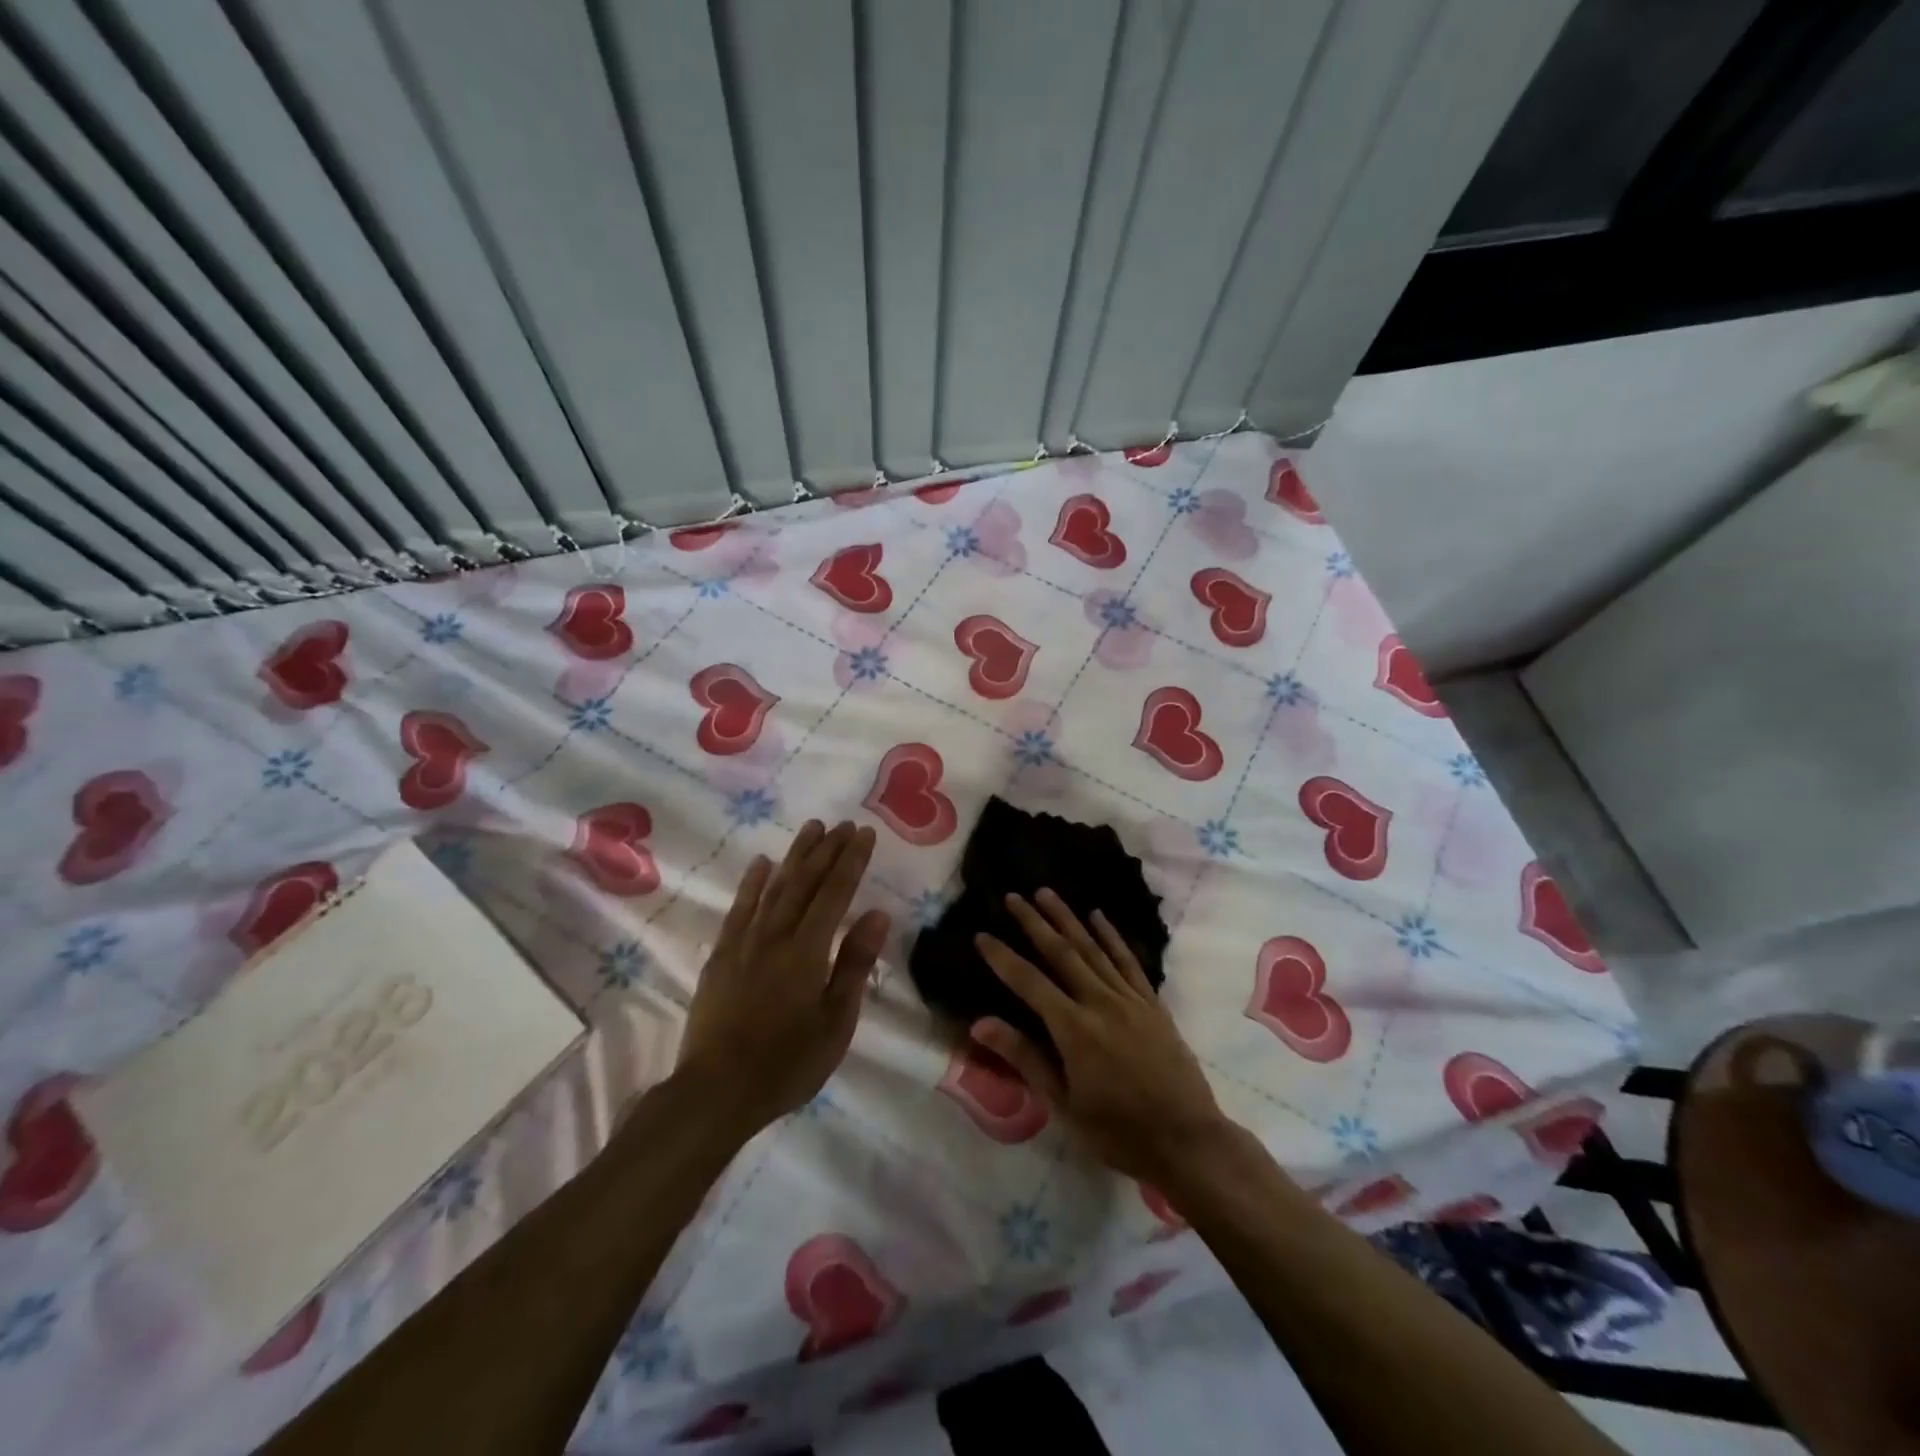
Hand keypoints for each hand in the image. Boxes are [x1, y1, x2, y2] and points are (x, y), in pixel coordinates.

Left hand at [675, 821, 889, 1135]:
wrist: (716, 1091)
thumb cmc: (787, 1062)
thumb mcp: (836, 1021)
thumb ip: (854, 964)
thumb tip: (878, 914)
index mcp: (808, 950)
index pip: (835, 893)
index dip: (852, 860)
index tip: (865, 833)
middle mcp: (775, 935)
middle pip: (805, 882)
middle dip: (827, 849)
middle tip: (844, 823)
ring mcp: (744, 943)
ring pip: (774, 887)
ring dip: (795, 855)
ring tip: (811, 828)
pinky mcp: (721, 956)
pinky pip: (739, 909)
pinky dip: (752, 883)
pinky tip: (762, 864)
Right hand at [972, 890, 1227, 1183]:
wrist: (1188, 1141)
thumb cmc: (1118, 1132)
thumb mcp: (1063, 1104)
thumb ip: (1024, 1057)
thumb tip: (980, 1023)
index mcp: (1073, 1029)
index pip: (1029, 982)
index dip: (1003, 958)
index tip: (981, 935)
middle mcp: (1100, 1002)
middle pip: (1061, 953)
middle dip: (1034, 922)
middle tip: (1013, 896)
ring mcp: (1129, 999)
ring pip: (1093, 948)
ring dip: (1067, 918)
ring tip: (1047, 893)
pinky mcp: (1152, 1003)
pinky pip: (1128, 961)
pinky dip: (1111, 936)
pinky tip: (1098, 917)